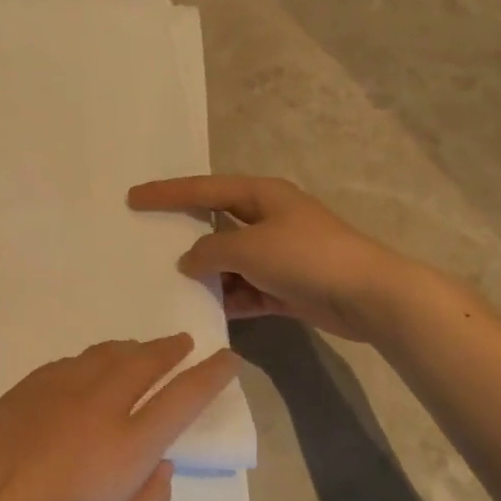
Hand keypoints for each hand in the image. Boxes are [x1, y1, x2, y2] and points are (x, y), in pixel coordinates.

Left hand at [0, 335, 237, 500]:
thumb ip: (150, 496)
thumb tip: (161, 461)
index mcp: (128, 445)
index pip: (184, 396)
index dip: (211, 373)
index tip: (228, 359)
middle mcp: (98, 405)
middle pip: (144, 360)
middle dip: (170, 348)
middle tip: (184, 343)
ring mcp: (57, 390)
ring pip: (104, 354)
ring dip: (131, 349)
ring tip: (141, 351)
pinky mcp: (25, 388)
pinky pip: (69, 363)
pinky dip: (91, 362)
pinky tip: (89, 371)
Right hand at [128, 175, 415, 343]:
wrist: (368, 296)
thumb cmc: (306, 257)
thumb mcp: (249, 248)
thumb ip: (210, 250)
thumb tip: (189, 260)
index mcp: (261, 195)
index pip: (203, 189)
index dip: (166, 193)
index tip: (133, 197)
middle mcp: (268, 219)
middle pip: (215, 224)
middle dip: (184, 236)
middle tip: (147, 242)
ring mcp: (278, 254)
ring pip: (229, 261)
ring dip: (206, 274)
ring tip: (168, 284)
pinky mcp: (286, 286)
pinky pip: (246, 289)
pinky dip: (229, 299)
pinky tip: (205, 311)